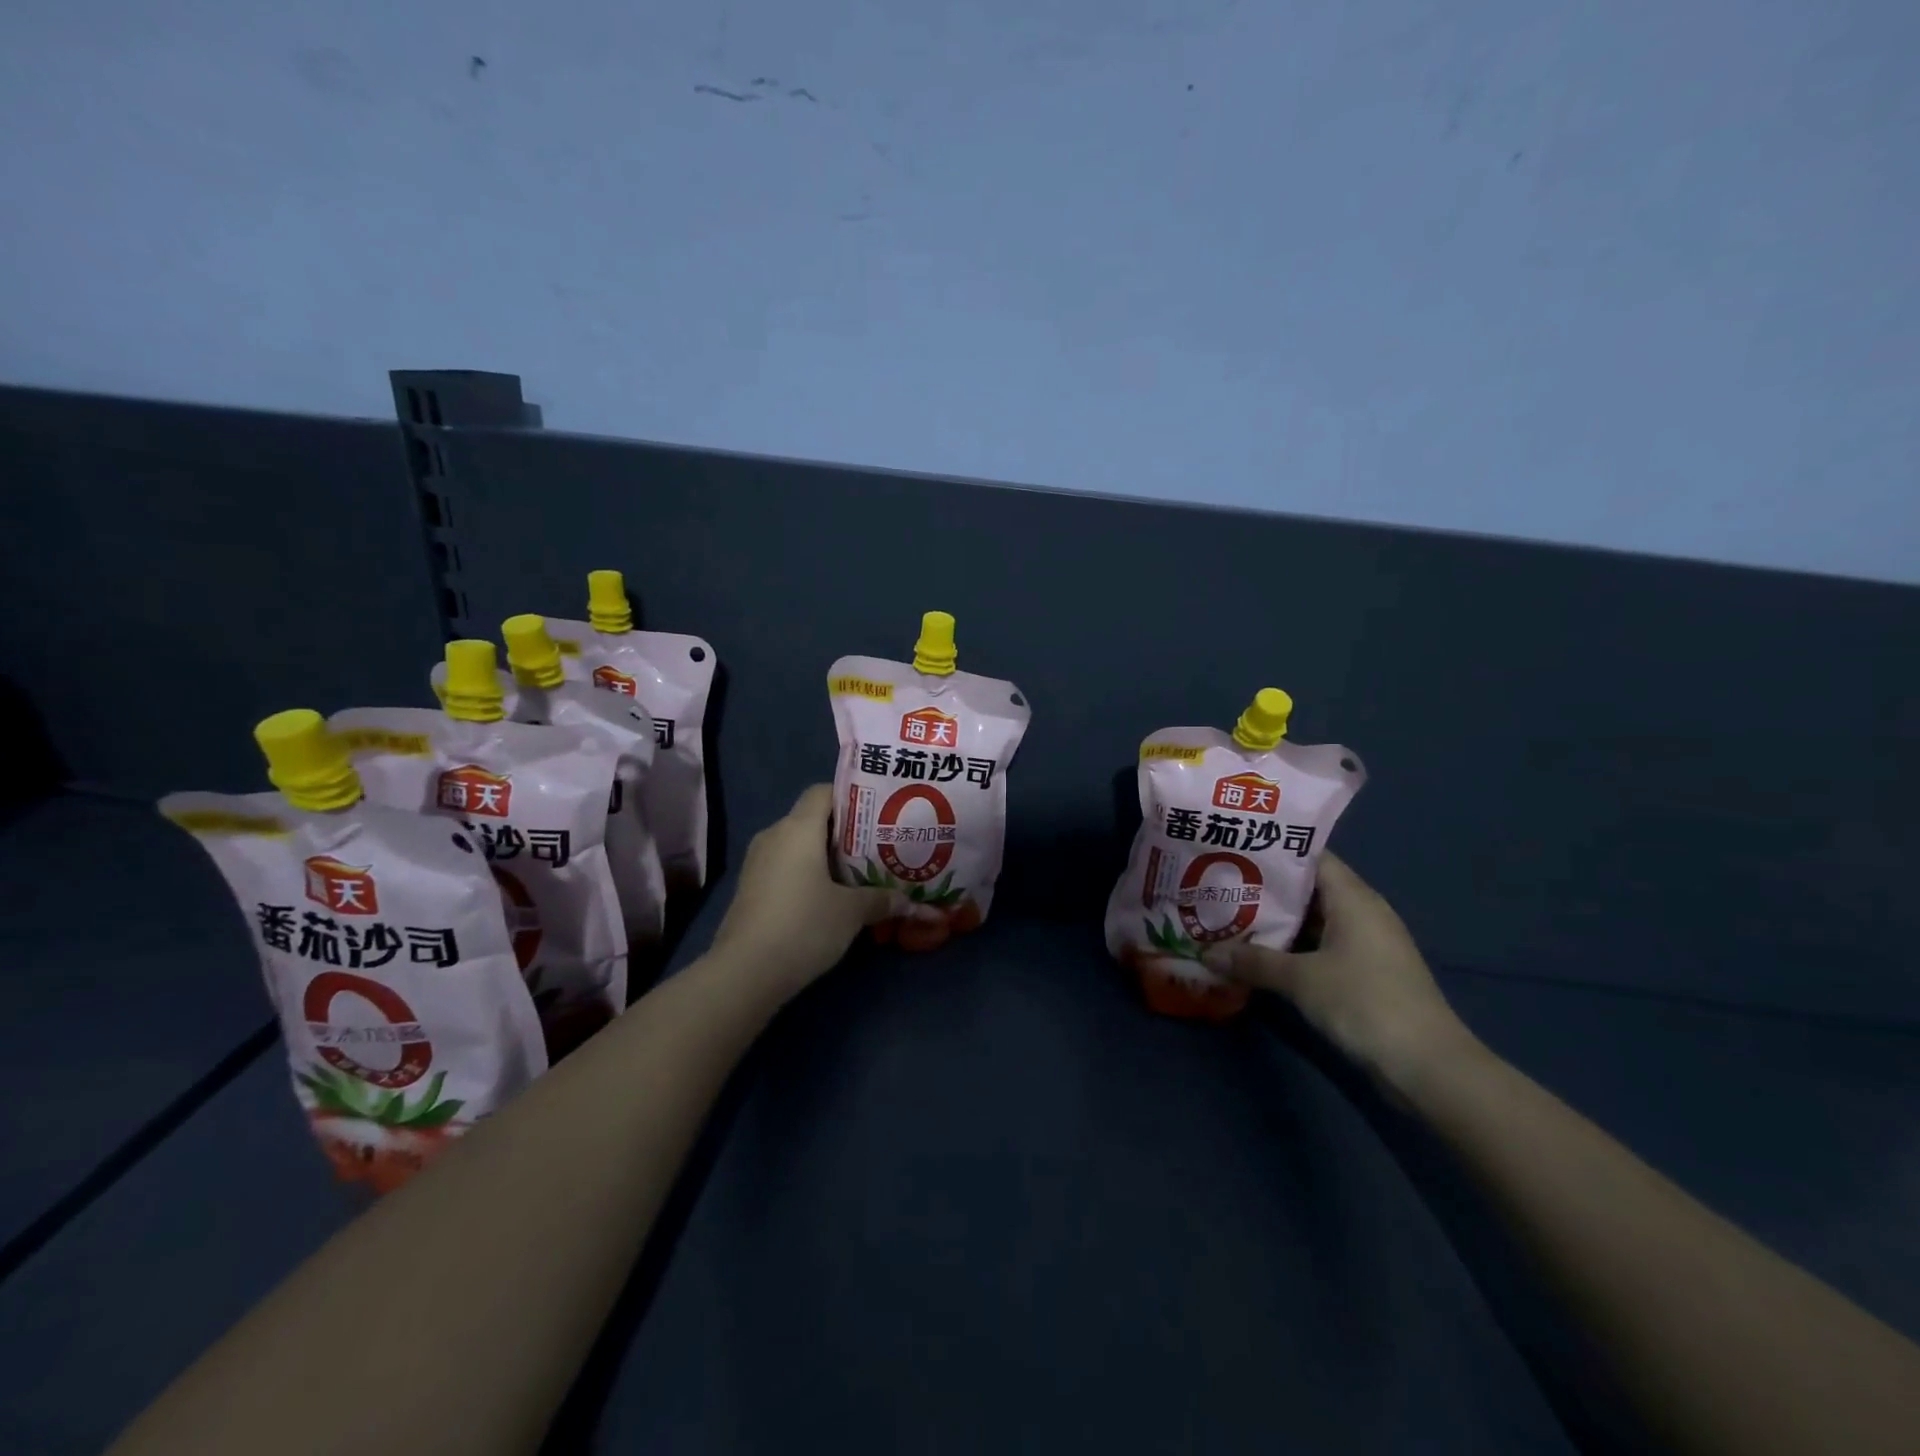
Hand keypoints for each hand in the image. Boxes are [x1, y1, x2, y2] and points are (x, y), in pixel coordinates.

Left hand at [707, 785, 892, 999]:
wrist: (744, 972)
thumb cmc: (804, 926)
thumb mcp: (851, 912)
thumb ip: (882, 899)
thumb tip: (910, 902)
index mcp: (798, 828)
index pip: (823, 792)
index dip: (851, 798)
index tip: (877, 816)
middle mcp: (774, 836)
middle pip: (812, 819)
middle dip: (845, 832)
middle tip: (878, 847)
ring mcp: (757, 863)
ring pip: (798, 846)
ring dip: (825, 857)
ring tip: (858, 874)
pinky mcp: (750, 889)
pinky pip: (785, 867)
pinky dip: (807, 874)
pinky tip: (829, 897)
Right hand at [1203, 854, 1479, 1097]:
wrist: (1428, 1066)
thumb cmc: (1365, 1003)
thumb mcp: (1301, 979)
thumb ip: (1253, 961)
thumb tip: (1205, 952)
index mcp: (1353, 898)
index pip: (1310, 857)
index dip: (1272, 852)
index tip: (1233, 850)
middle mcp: (1362, 912)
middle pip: (1308, 889)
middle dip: (1265, 889)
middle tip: (1219, 885)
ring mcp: (1366, 944)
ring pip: (1312, 921)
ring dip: (1276, 922)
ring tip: (1229, 917)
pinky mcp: (1365, 973)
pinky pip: (1320, 946)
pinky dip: (1292, 947)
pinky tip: (1259, 954)